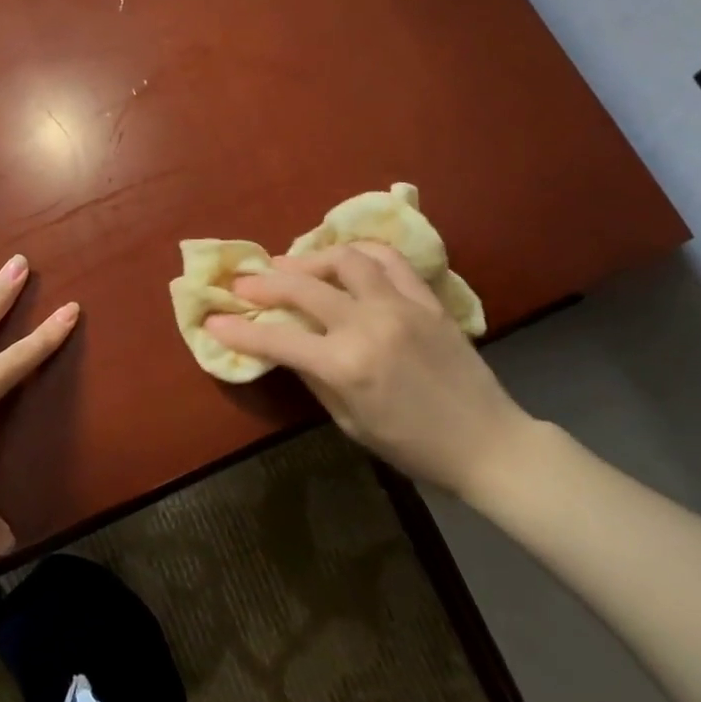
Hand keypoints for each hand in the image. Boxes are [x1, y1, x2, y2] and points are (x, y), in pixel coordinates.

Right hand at [205, 243, 528, 500]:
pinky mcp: (426, 299)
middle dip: (264, 284)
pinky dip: (361, 253)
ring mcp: (400, 305)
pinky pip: (390, 260)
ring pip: (346, 260)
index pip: (277, 339)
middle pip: (303, 288)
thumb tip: (285, 346)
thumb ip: (314, 378)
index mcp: (345, 365)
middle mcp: (368, 325)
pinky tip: (345, 258)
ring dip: (310, 258)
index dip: (239, 331)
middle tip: (242, 283)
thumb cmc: (413, 448)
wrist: (488, 443)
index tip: (213, 321)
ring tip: (291, 265)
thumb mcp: (350, 423)